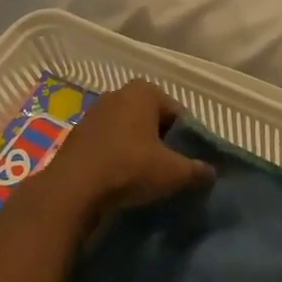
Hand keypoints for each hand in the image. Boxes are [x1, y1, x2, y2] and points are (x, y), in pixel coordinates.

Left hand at [48, 80, 213, 215]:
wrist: (71, 190)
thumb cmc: (129, 168)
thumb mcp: (173, 172)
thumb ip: (196, 170)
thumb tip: (210, 173)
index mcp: (145, 91)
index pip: (178, 113)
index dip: (185, 139)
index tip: (185, 162)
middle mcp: (118, 94)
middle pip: (152, 120)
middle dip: (161, 141)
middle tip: (166, 169)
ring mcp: (94, 113)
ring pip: (128, 131)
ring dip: (137, 149)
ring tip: (142, 177)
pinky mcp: (76, 134)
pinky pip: (107, 143)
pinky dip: (115, 156)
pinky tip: (118, 180)